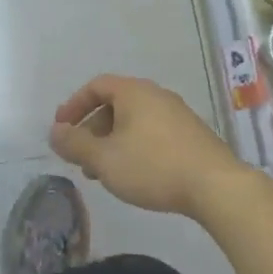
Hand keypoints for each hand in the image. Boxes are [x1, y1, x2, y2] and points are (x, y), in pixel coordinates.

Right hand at [48, 75, 244, 217]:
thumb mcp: (104, 159)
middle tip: (80, 156)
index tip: (61, 128)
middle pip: (115, 104)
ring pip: (134, 121)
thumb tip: (55, 132)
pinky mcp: (192, 135)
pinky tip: (134, 175)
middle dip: (92, 129)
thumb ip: (75, 144)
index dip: (74, 105)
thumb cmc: (153, 167)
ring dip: (112, 141)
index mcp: (134, 92)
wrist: (217, 187)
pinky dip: (134, 147)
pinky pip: (153, 133)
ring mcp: (178, 114)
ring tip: (103, 172)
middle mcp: (156, 95)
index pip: (96, 86)